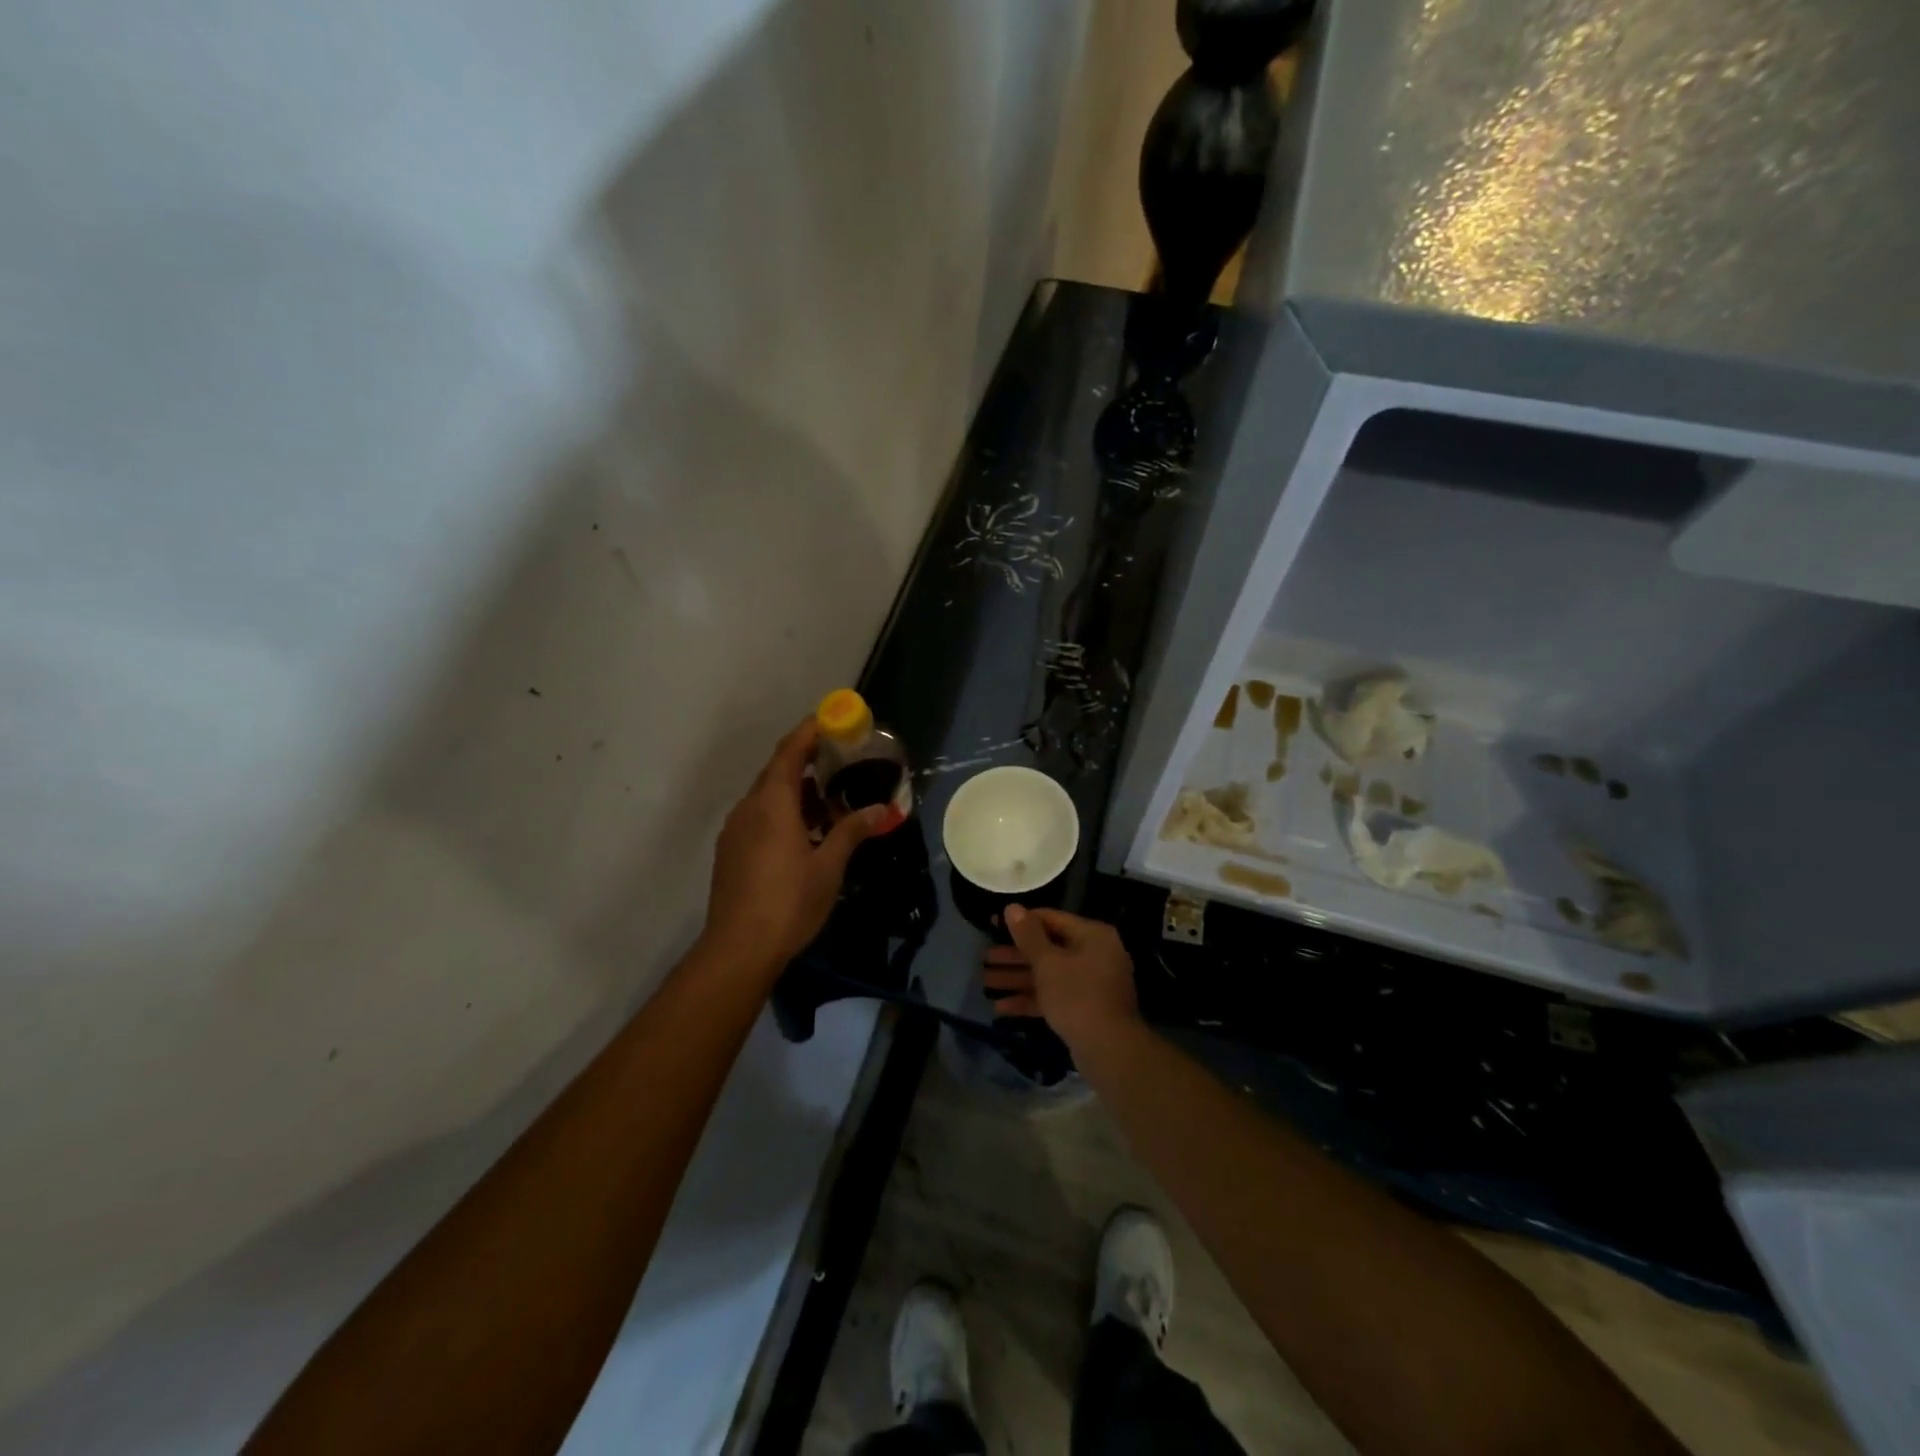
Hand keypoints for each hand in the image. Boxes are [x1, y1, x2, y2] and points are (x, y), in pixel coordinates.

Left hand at [702, 719, 885, 975]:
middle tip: (839, 761)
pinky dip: (783, 813)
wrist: (738, 948)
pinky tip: (805, 834)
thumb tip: (882, 810)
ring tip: (830, 802)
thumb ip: (852, 831)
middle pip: (777, 772)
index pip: (790, 752)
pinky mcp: (731, 852)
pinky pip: (759, 818)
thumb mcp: (829, 866)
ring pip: (767, 797)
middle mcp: (748, 808)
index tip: (830, 719)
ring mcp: (735, 831)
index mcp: (772, 803)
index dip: (809, 732)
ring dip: (797, 792)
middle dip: (807, 762)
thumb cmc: (789, 901)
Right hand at [983, 906, 1141, 1057]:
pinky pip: (1054, 997)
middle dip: (1014, 956)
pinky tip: (1001, 1008)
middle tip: (985, 958)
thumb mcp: (1048, 963)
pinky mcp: (1084, 1009)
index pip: (1051, 919)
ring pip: (1048, 975)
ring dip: (1017, 978)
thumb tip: (1012, 907)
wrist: (1108, 1050)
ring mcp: (1091, 984)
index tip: (994, 925)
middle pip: (1048, 949)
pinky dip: (1031, 999)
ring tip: (985, 982)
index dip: (1021, 922)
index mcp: (1092, 936)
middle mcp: (1095, 955)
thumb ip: (1028, 935)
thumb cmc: (1077, 996)